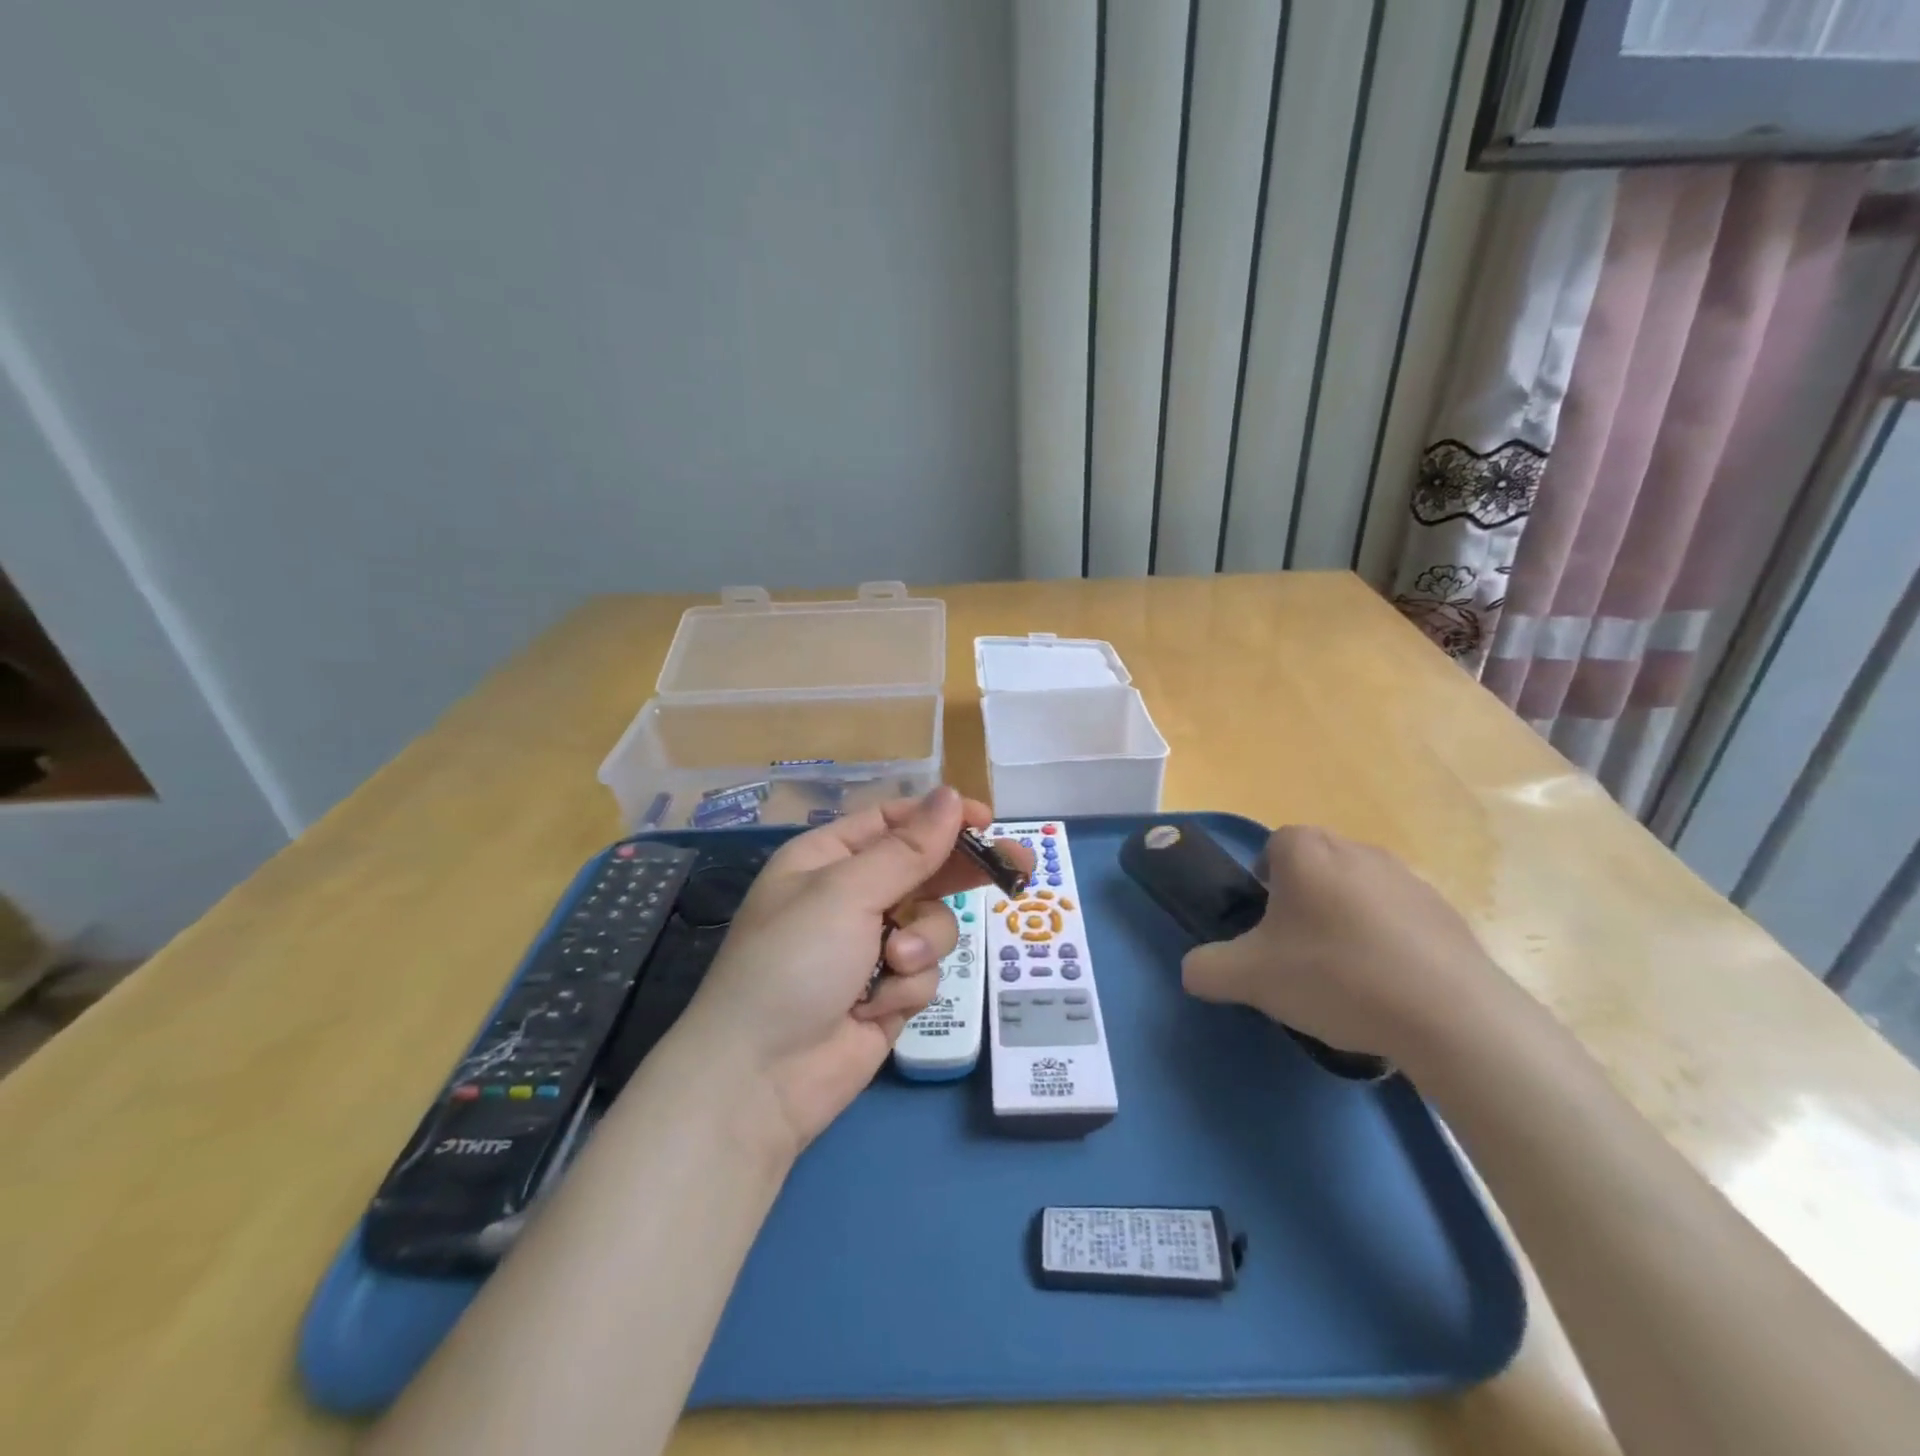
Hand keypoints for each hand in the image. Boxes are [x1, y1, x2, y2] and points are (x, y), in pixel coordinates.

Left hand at [676, 787, 1032, 1156]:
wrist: (761, 1078)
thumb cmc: (794, 962)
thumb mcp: (847, 893)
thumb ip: (908, 849)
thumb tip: (950, 796)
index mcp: (828, 859)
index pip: (894, 822)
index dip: (941, 818)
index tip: (987, 820)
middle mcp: (851, 896)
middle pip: (924, 868)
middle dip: (962, 871)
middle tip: (1018, 866)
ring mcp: (871, 946)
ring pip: (933, 923)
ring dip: (922, 942)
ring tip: (893, 964)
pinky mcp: (888, 990)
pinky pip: (925, 970)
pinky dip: (907, 986)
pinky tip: (875, 1006)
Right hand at [1179, 826, 1501, 1066]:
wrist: (1449, 1016)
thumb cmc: (1335, 977)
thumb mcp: (1249, 978)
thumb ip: (1206, 968)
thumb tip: (1194, 970)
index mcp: (1306, 852)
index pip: (1272, 847)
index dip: (1262, 884)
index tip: (1265, 928)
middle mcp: (1357, 850)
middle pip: (1315, 869)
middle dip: (1302, 904)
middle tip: (1297, 954)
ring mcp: (1409, 879)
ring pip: (1358, 893)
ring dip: (1346, 923)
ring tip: (1346, 979)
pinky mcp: (1447, 914)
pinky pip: (1400, 920)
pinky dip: (1388, 945)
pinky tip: (1389, 991)